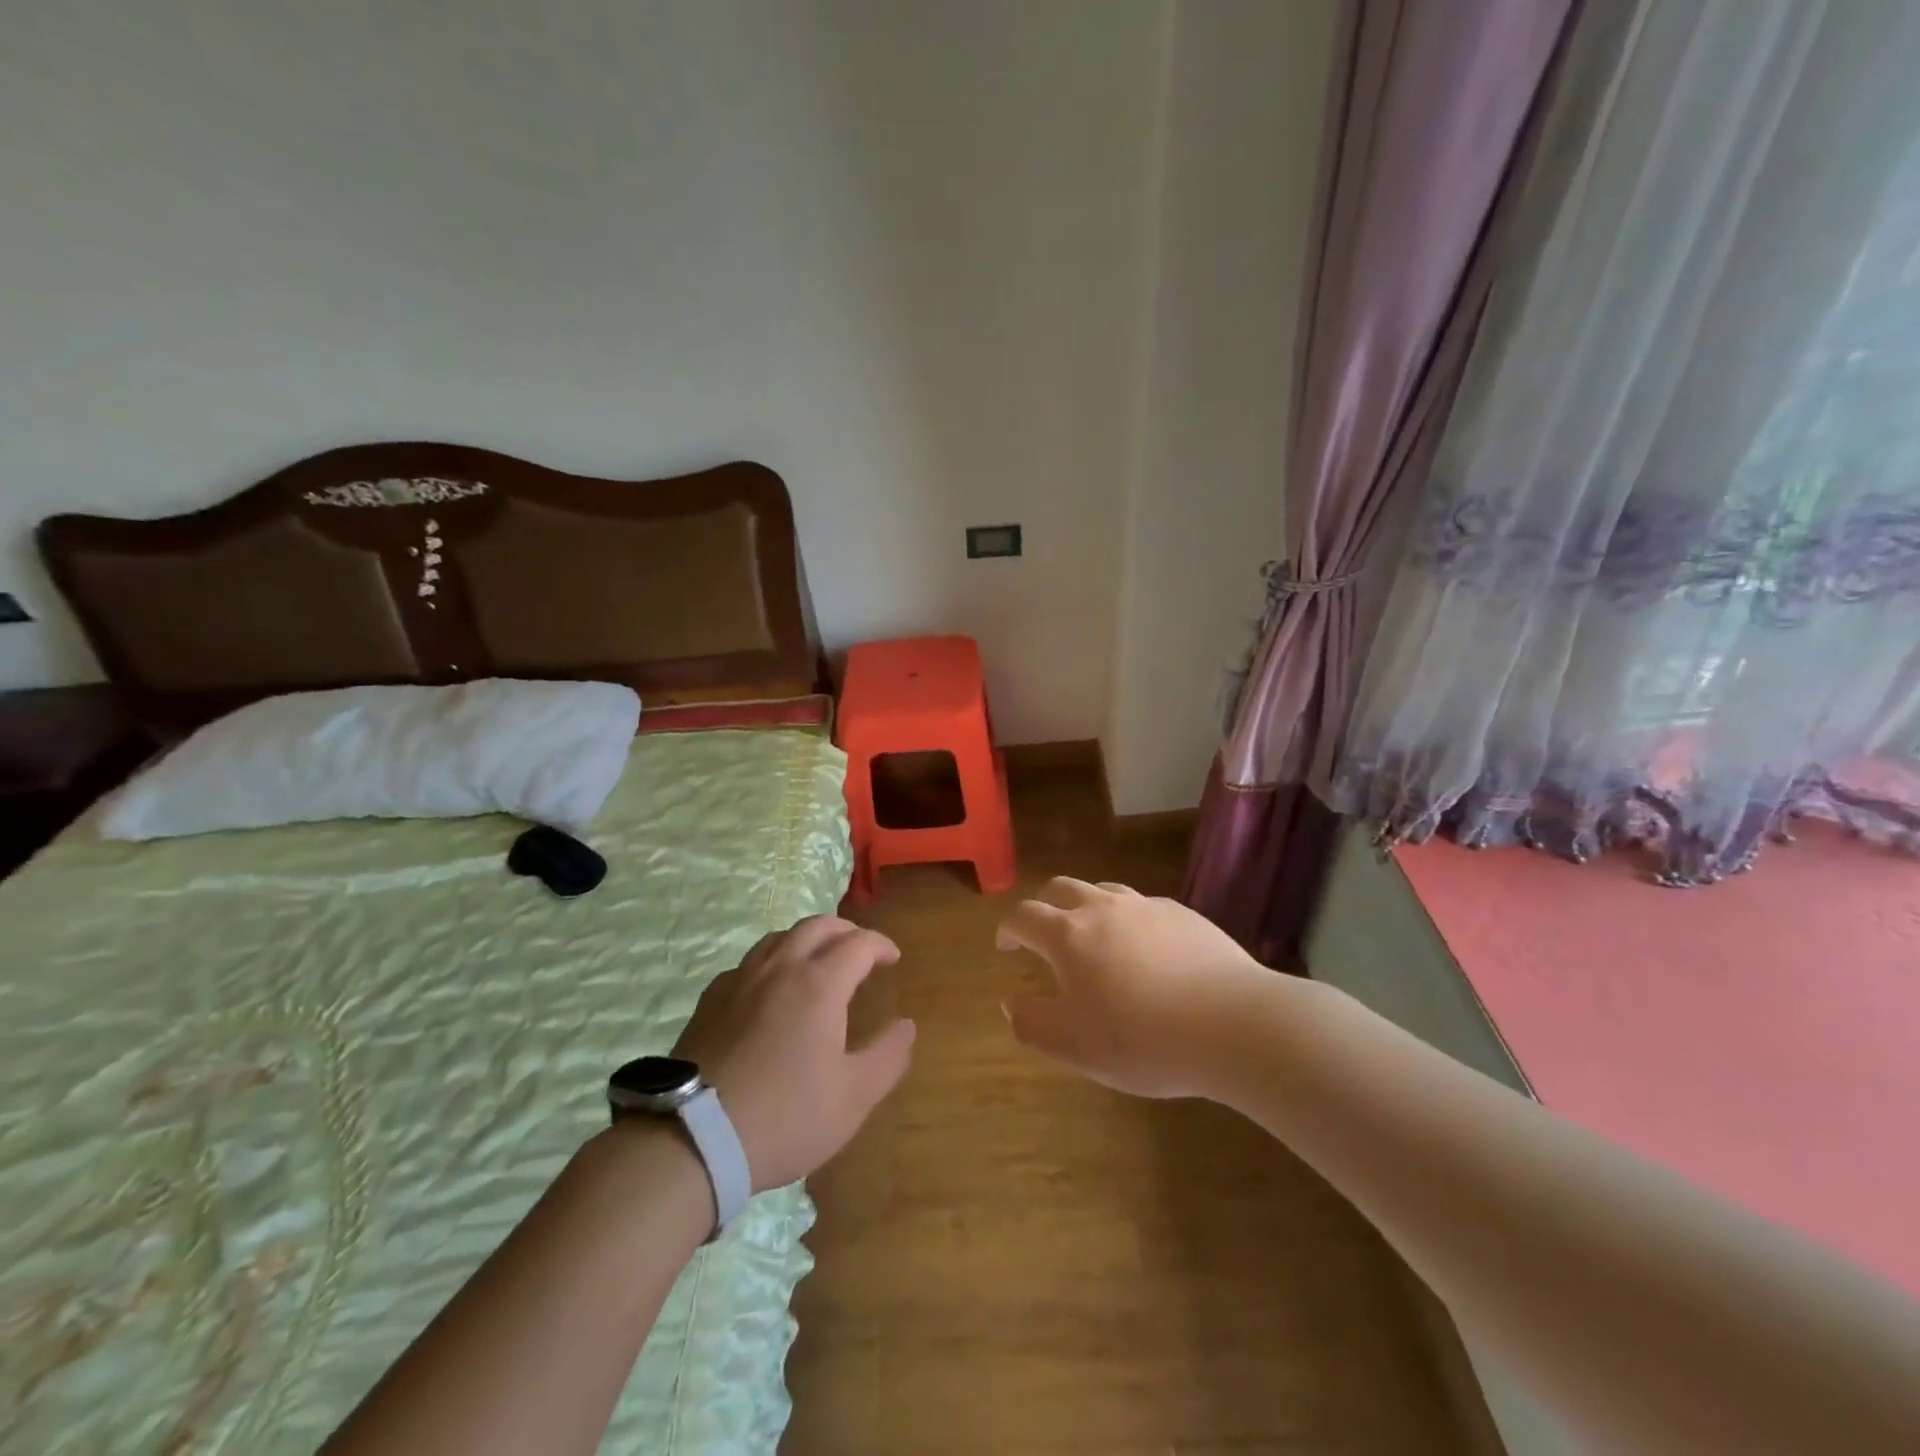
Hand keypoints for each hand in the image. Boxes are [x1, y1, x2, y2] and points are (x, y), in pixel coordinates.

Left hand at [670, 915, 914, 1191]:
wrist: (693, 1138)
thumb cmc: (785, 1116)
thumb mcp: (853, 1096)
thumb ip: (888, 1056)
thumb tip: (906, 1025)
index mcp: (819, 983)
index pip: (858, 943)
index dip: (880, 945)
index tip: (893, 959)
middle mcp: (779, 968)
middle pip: (817, 926)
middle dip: (846, 931)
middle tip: (861, 950)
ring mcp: (739, 980)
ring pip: (779, 937)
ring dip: (807, 939)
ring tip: (818, 960)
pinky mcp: (710, 1000)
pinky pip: (748, 963)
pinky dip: (772, 961)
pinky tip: (770, 988)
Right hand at [997, 877, 1266, 1098]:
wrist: (1233, 1024)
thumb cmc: (1144, 1040)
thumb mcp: (1076, 1049)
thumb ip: (1034, 1025)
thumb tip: (1011, 1003)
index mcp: (1069, 936)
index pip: (1024, 917)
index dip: (1009, 929)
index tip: (1006, 945)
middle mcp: (1103, 909)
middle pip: (1060, 888)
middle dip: (1044, 906)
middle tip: (1043, 933)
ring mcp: (1146, 906)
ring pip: (1103, 891)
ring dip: (1086, 907)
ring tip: (1093, 936)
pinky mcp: (1183, 913)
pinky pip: (1143, 906)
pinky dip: (1129, 920)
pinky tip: (1146, 950)